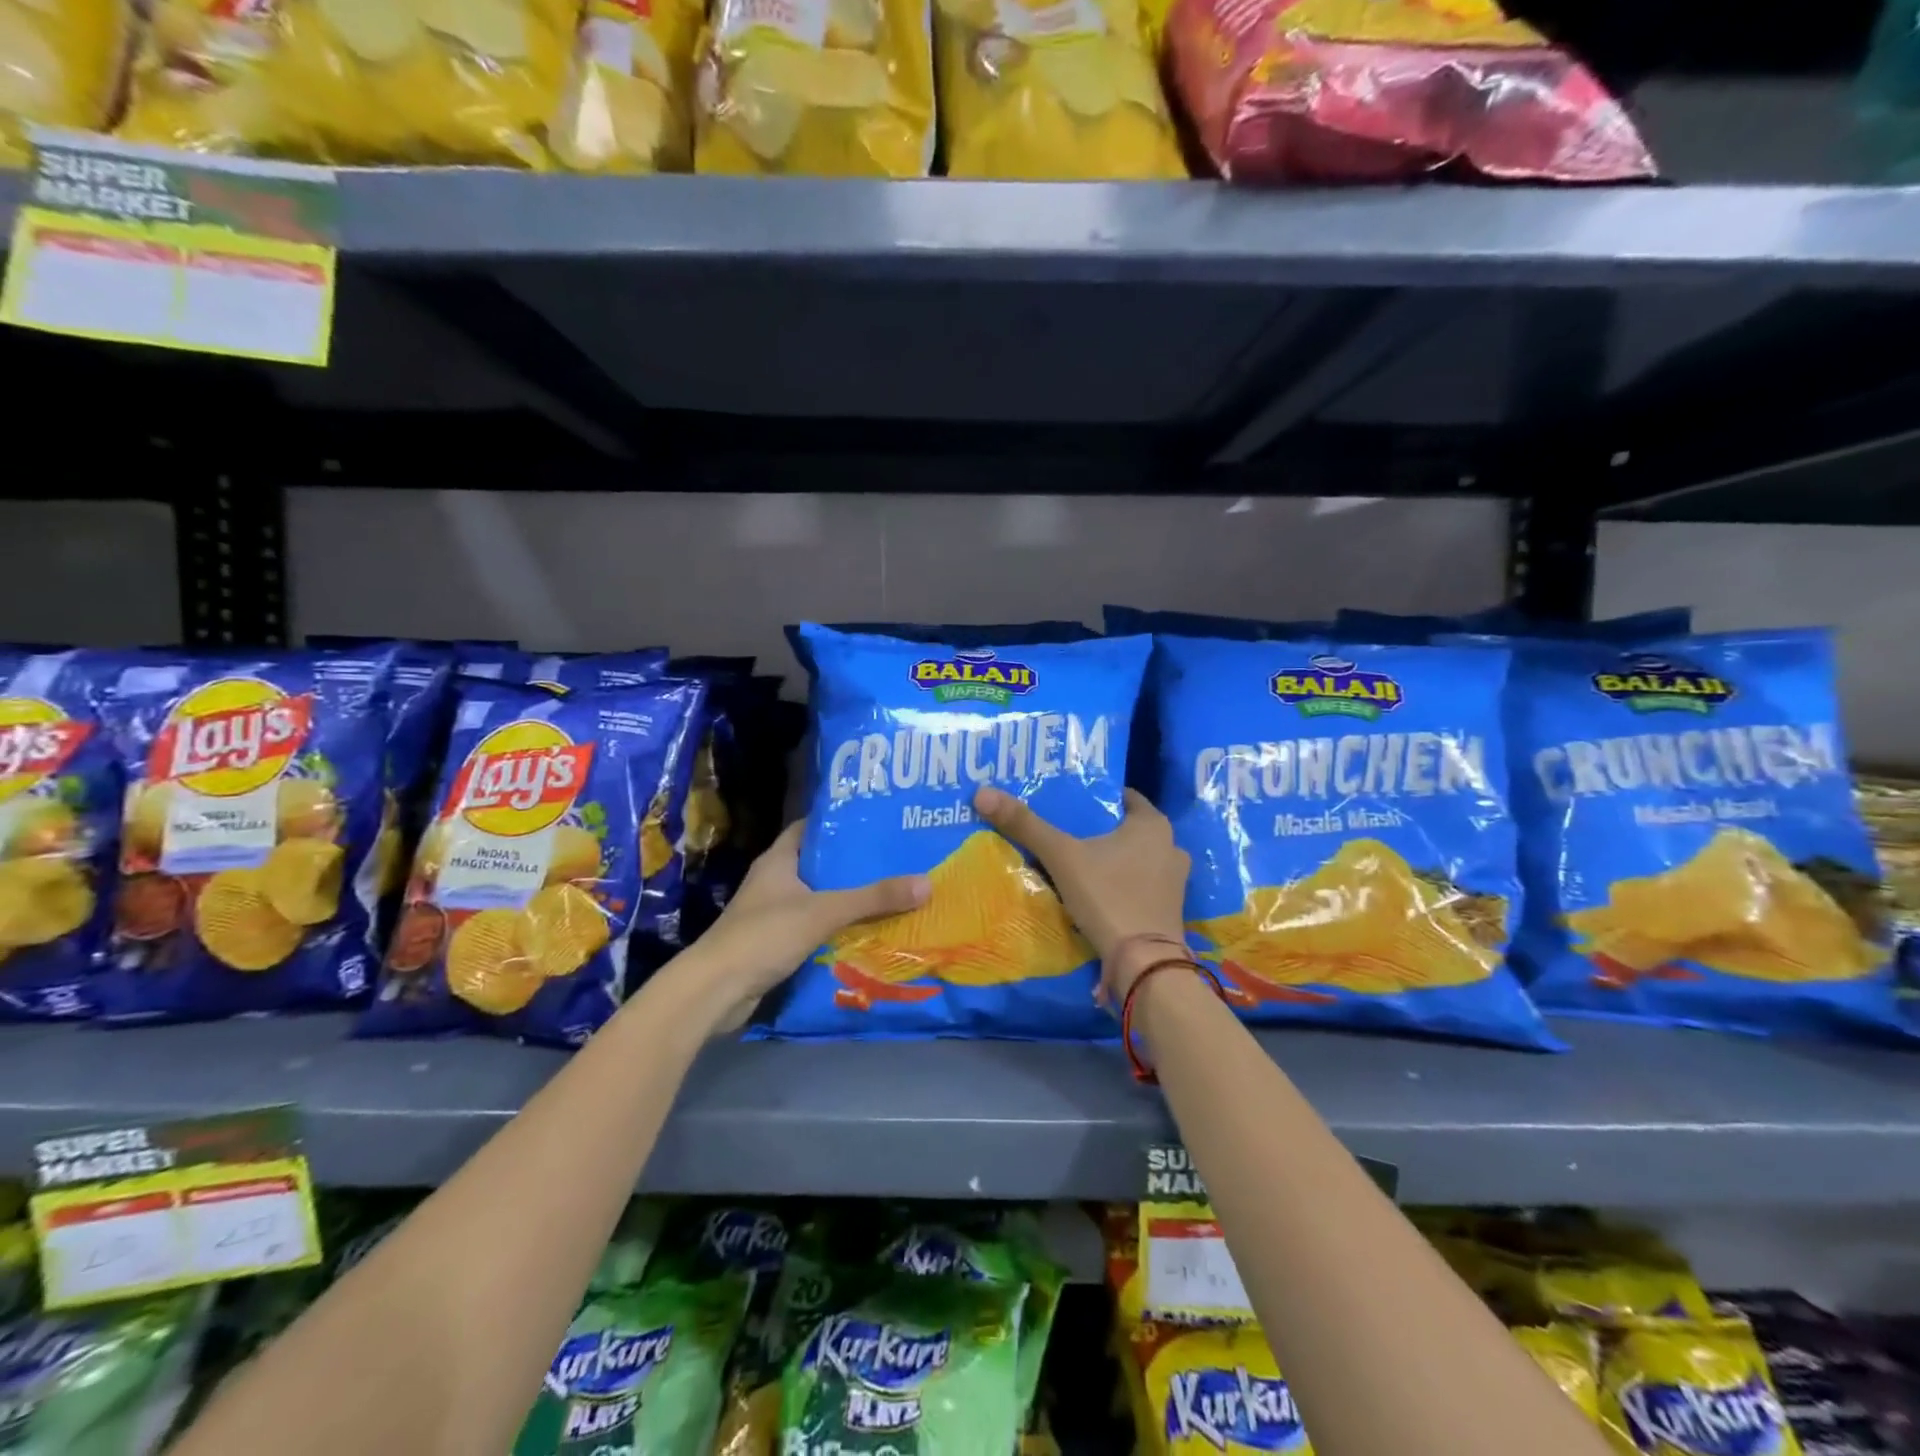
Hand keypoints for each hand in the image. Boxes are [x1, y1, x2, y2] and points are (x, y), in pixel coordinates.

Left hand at [675, 822, 929, 1034]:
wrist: (715, 991)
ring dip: (849, 899)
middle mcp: (775, 881)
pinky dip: (837, 928)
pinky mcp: (776, 943)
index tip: (877, 821)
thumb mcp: (823, 911)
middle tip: (897, 858)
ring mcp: (773, 913)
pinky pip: (815, 928)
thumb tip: (926, 883)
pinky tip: (868, 932)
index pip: (812, 828)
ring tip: (892, 892)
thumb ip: (873, 898)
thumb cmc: (764, 936)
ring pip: (819, 898)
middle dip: (854, 864)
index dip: (841, 822)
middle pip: (820, 864)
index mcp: (779, 860)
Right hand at [972, 785, 1189, 1001]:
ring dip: (1110, 860)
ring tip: (1075, 864)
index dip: (1095, 797)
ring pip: (1134, 859)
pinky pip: (1139, 886)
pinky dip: (1119, 885)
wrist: (1144, 963)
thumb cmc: (1108, 897)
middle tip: (1063, 832)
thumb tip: (982, 793)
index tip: (1067, 802)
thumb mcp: (1061, 857)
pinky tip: (1095, 893)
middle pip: (1126, 829)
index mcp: (1152, 824)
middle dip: (1098, 831)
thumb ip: (1025, 825)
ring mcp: (1174, 881)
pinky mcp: (1168, 910)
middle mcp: (1170, 846)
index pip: (1122, 797)